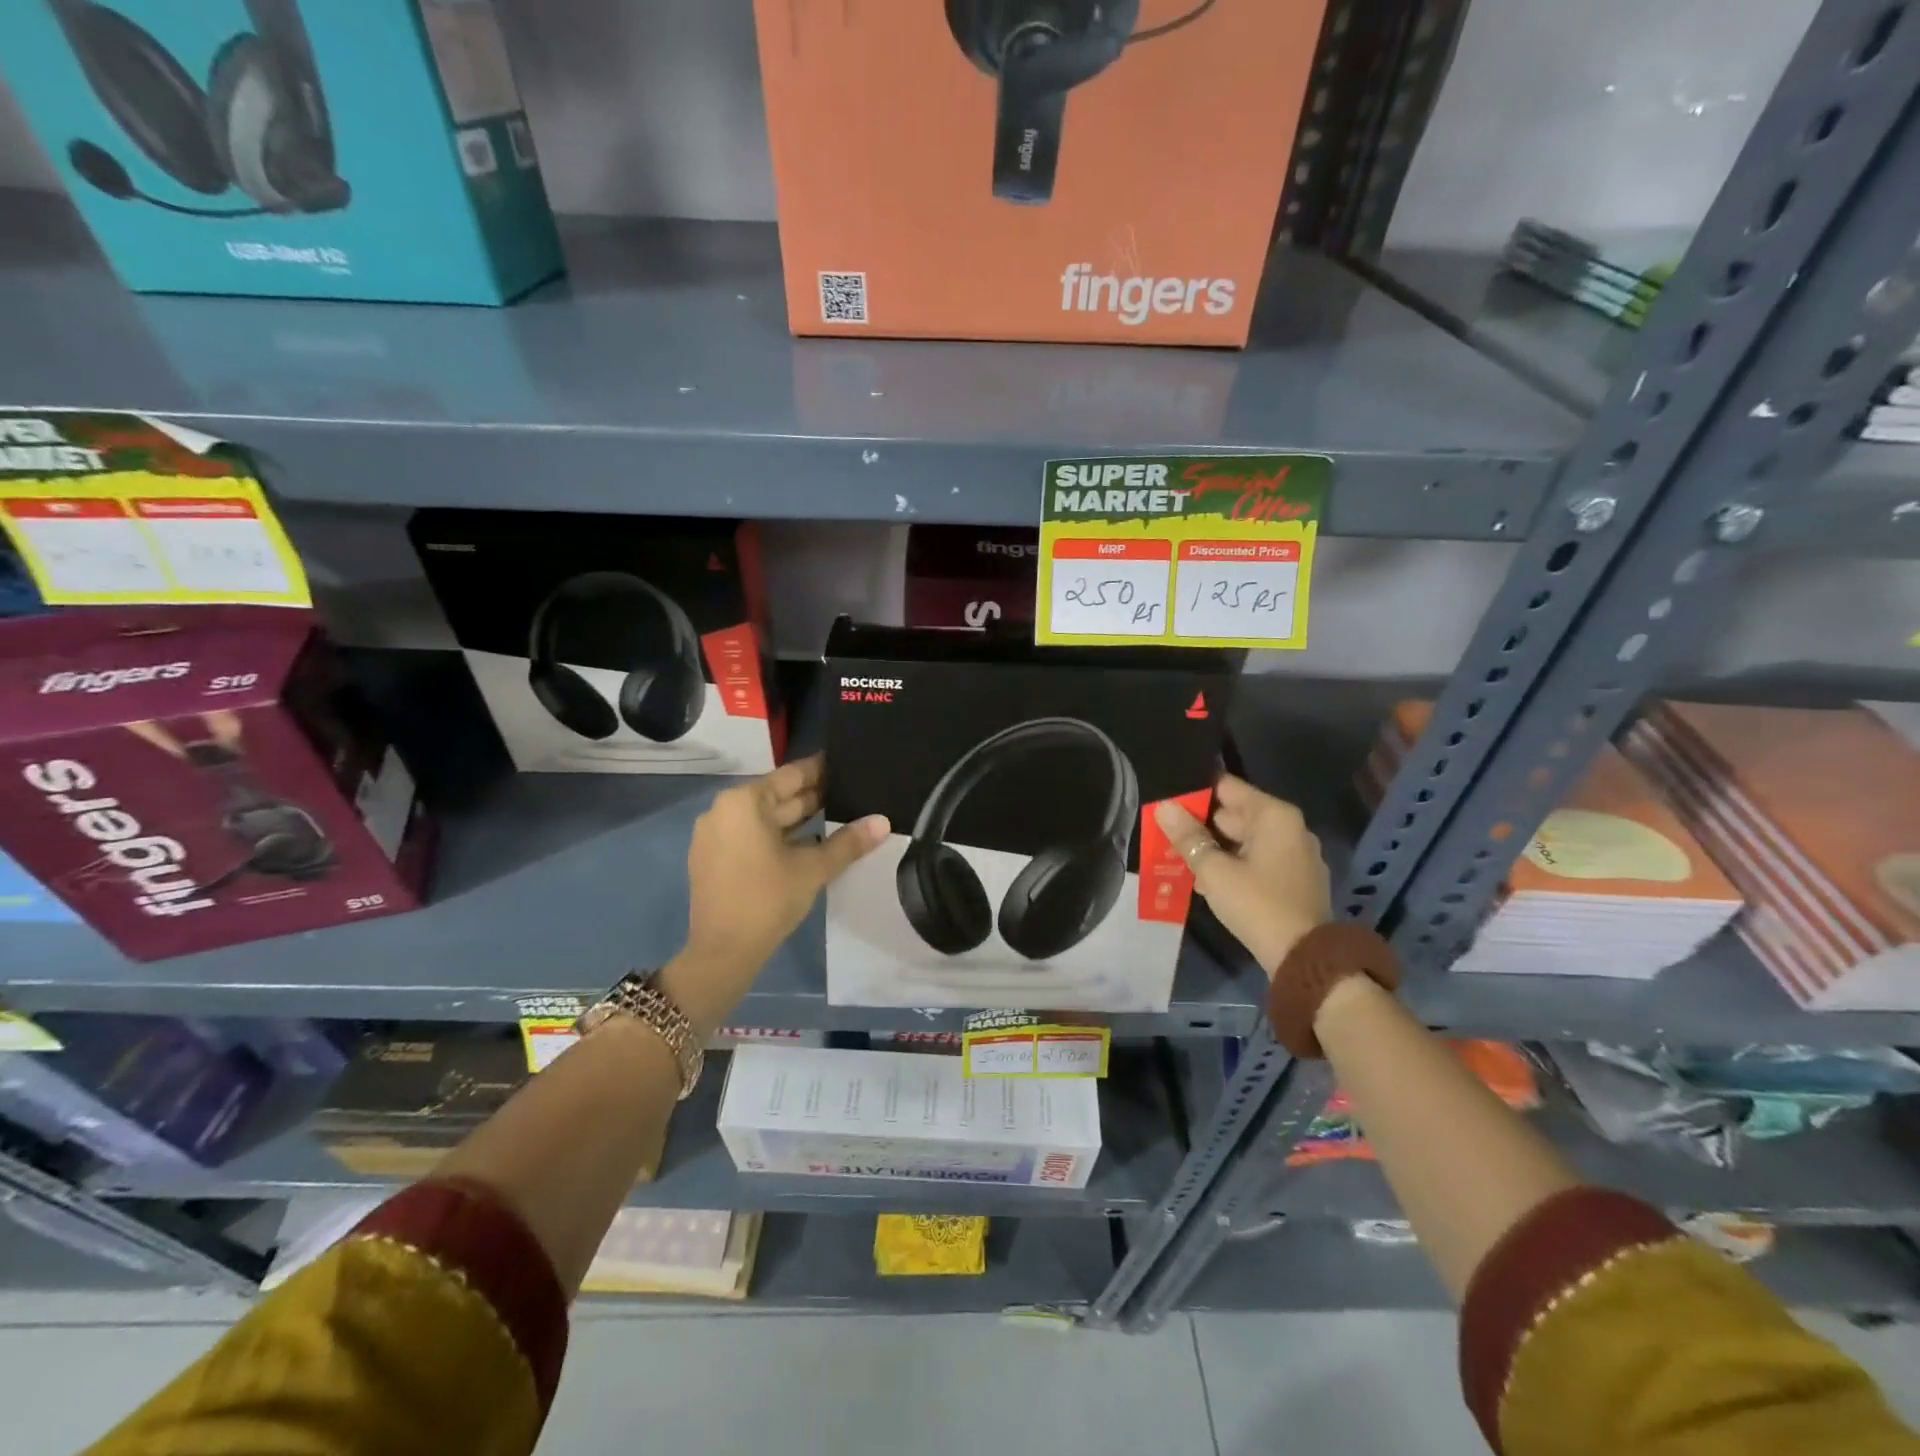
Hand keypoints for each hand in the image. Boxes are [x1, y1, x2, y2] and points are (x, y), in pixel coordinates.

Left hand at [664, 755, 888, 1031]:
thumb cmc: (768, 899)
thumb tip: (883, 821)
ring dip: (799, 820)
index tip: (848, 765)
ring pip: (766, 819)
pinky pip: (752, 837)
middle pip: (777, 797)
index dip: (823, 771)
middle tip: (853, 792)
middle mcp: (724, 810)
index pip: (792, 776)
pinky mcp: (713, 859)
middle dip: (814, 797)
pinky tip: (811, 845)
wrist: (722, 953)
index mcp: (744, 802)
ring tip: (840, 817)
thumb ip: (849, 842)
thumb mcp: (813, 868)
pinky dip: (779, 838)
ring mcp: (715, 836)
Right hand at [1154, 775, 1329, 977]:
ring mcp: (1295, 854)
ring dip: (1214, 849)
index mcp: (1274, 815)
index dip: (1194, 793)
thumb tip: (1163, 807)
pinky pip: (1256, 860)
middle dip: (1200, 825)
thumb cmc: (1257, 905)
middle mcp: (1289, 827)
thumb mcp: (1214, 870)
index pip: (1226, 787)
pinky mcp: (1294, 879)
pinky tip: (1207, 882)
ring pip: (1243, 840)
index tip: (1166, 803)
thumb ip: (1188, 837)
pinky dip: (1233, 865)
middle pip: (1235, 813)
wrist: (1303, 959)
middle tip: (1164, 834)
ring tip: (1179, 860)